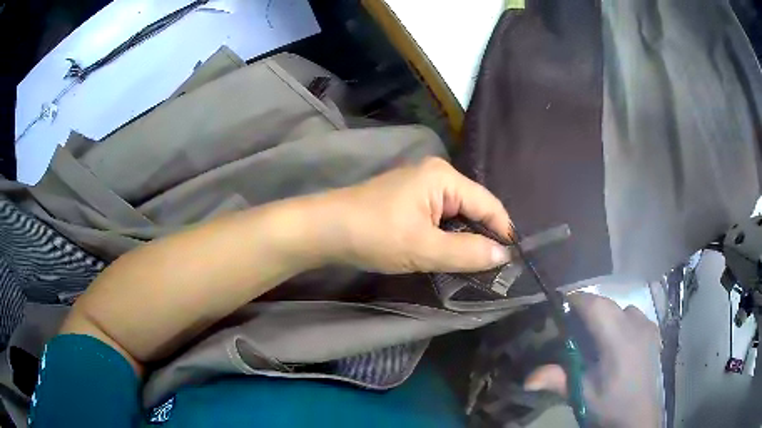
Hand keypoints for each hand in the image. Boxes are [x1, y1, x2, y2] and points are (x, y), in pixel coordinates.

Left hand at [319, 157, 512, 273]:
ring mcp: (422, 185)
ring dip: (466, 238)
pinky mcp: (410, 199)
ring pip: (457, 214)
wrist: (326, 230)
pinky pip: (441, 216)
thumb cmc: (375, 235)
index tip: (513, 260)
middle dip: (484, 236)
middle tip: (496, 267)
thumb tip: (504, 255)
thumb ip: (467, 253)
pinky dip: (448, 235)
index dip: (503, 231)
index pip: (488, 204)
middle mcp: (437, 174)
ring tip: (477, 264)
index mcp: (444, 177)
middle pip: (474, 207)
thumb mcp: (424, 248)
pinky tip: (452, 252)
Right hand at [523, 293, 662, 427]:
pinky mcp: (654, 332)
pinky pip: (634, 317)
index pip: (596, 305)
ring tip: (596, 339)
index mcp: (619, 340)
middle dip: (588, 310)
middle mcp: (636, 326)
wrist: (639, 417)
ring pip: (622, 309)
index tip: (560, 306)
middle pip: (608, 304)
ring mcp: (648, 327)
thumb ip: (558, 380)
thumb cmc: (611, 406)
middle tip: (573, 329)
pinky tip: (618, 343)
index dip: (576, 300)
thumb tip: (527, 379)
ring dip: (607, 316)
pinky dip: (621, 322)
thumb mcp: (583, 395)